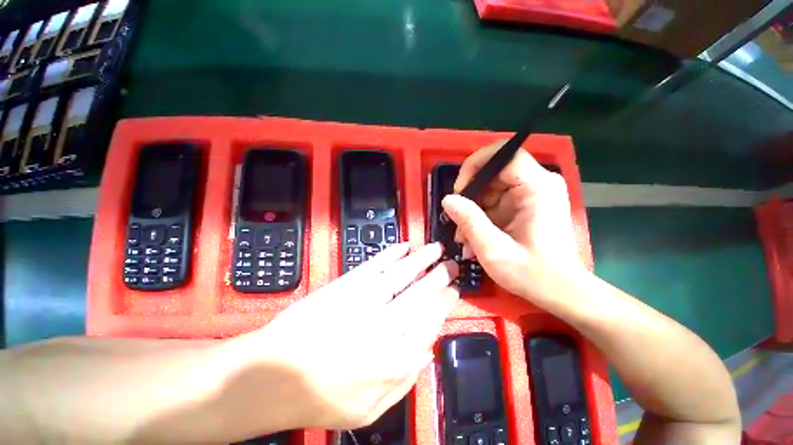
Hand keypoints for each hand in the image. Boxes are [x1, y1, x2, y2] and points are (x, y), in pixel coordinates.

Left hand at [253, 243, 458, 429]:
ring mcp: (364, 301)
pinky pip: (374, 265)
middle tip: (451, 265)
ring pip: (402, 275)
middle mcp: (384, 327)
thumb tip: (427, 352)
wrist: (274, 376)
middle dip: (439, 277)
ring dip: (421, 259)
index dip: (445, 304)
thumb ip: (405, 382)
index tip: (454, 291)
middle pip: (421, 295)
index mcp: (394, 360)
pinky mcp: (344, 286)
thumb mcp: (369, 409)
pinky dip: (391, 254)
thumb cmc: (321, 398)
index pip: (430, 322)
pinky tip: (403, 247)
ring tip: (435, 249)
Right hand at [442, 142, 584, 301]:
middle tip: (457, 220)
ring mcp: (533, 194)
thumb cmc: (532, 274)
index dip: (476, 165)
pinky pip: (496, 200)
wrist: (560, 291)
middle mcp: (539, 184)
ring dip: (473, 209)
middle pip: (494, 172)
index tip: (459, 190)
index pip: (505, 154)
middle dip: (470, 194)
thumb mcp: (493, 249)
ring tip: (464, 236)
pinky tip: (474, 237)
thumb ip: (469, 221)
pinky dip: (482, 216)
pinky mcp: (527, 205)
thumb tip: (447, 199)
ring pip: (492, 188)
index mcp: (538, 188)